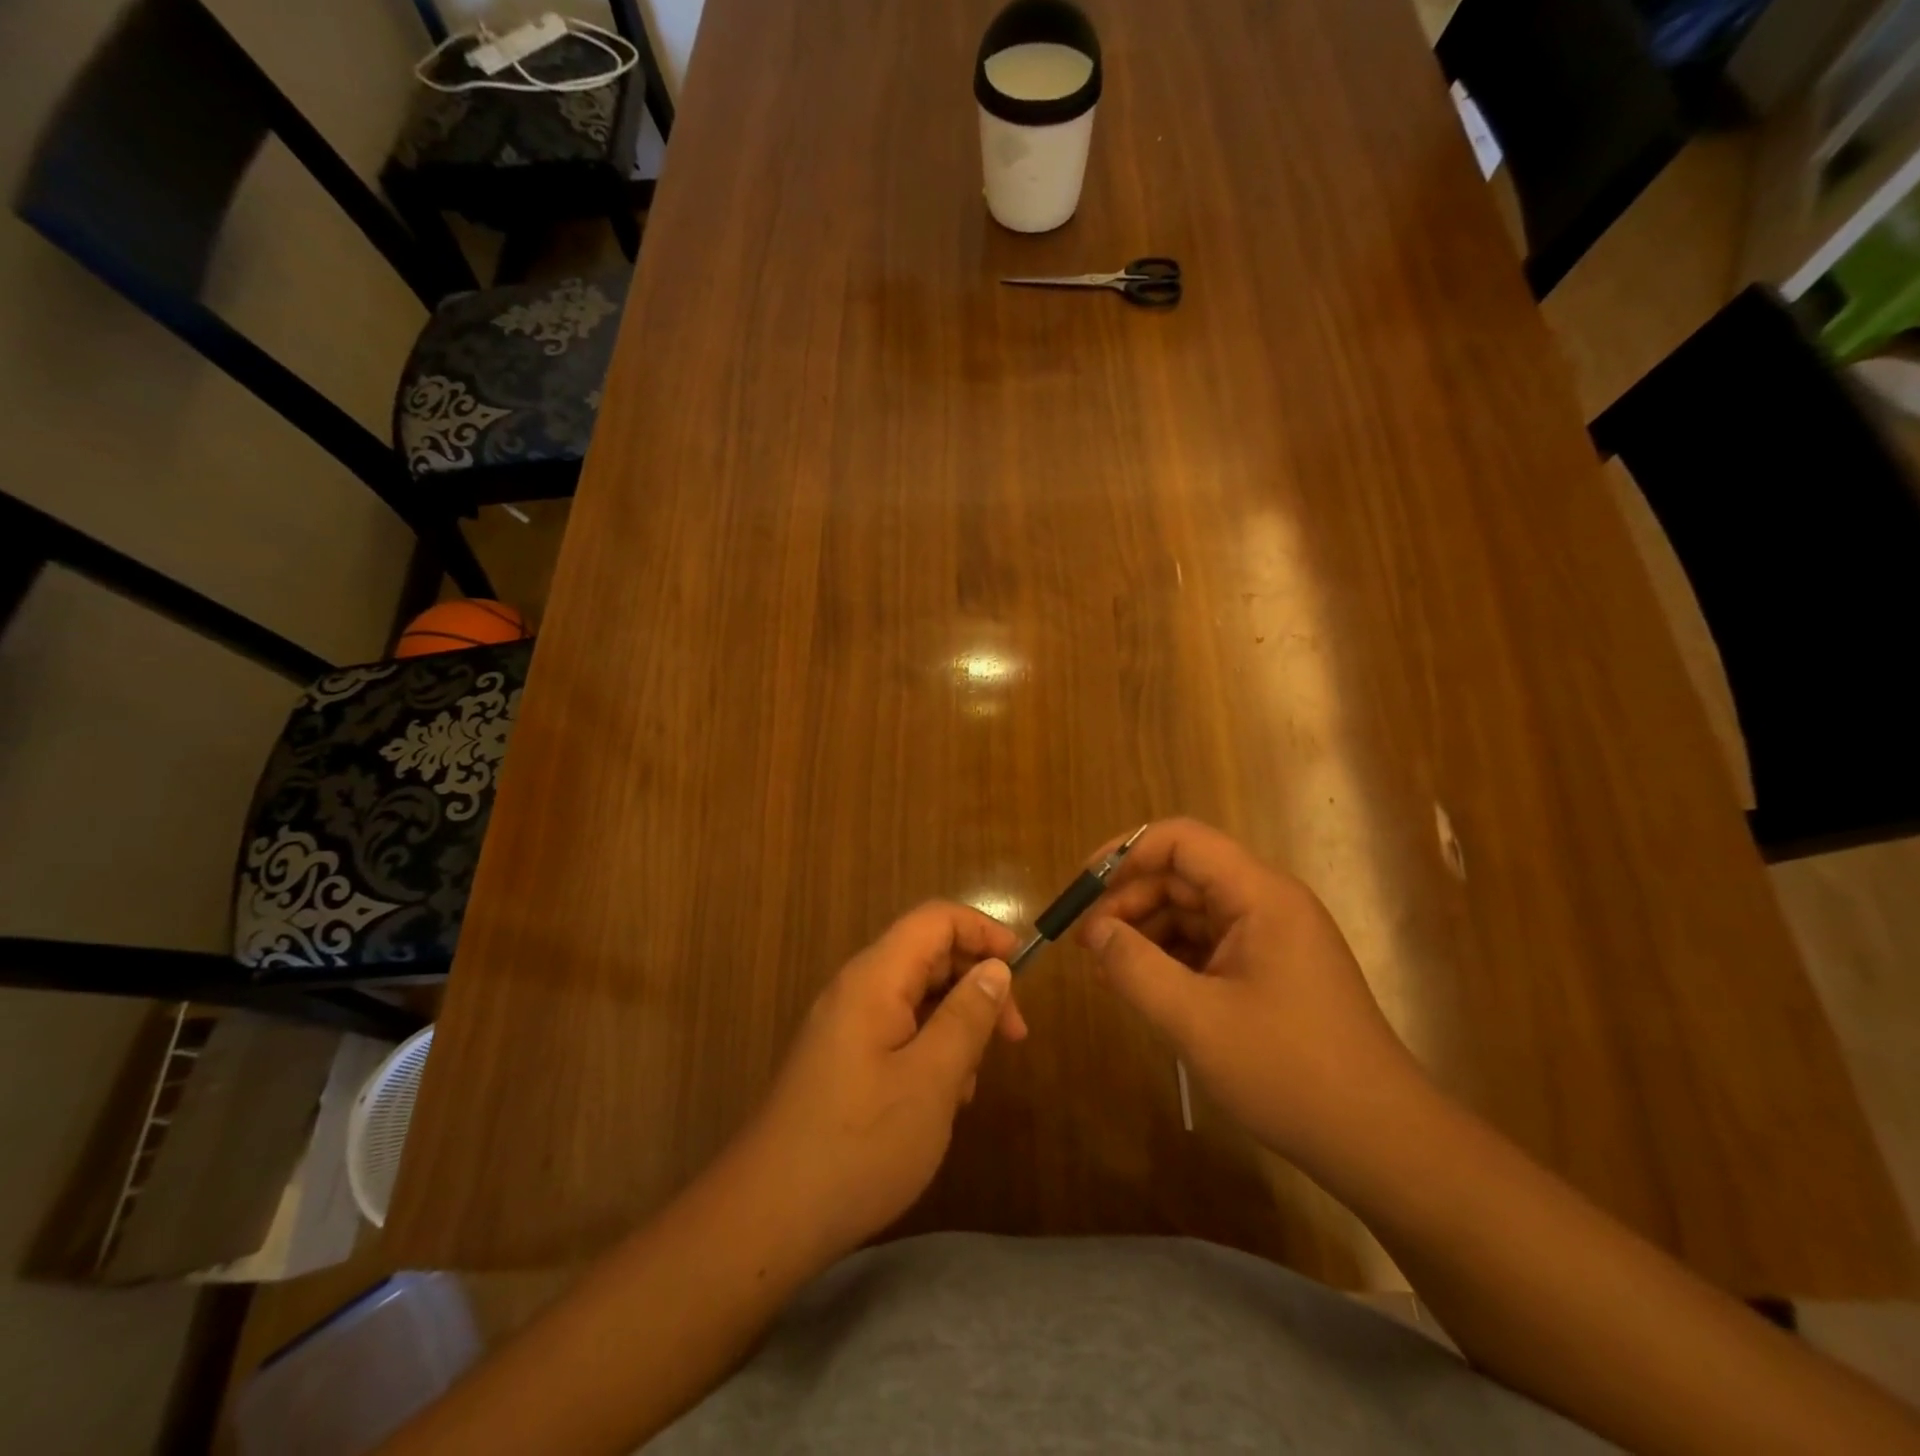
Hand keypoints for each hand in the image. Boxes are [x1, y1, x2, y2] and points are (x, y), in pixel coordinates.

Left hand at [735, 901, 1026, 1261]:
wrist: (767, 1217)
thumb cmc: (859, 1145)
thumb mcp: (932, 1080)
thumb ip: (967, 1016)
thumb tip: (996, 968)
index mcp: (875, 978)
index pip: (936, 919)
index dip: (984, 931)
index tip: (1023, 969)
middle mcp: (856, 989)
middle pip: (928, 955)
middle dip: (976, 984)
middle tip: (1013, 1036)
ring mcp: (845, 1024)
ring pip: (916, 997)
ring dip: (955, 1024)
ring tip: (971, 1083)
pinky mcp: (841, 1058)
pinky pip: (897, 1031)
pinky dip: (929, 1049)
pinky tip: (942, 1100)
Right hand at [1077, 819, 1427, 1167]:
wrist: (1380, 1142)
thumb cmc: (1289, 1072)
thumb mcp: (1196, 1020)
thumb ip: (1135, 968)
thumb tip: (1094, 931)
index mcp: (1260, 895)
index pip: (1183, 841)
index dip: (1126, 853)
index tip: (1083, 887)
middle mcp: (1268, 904)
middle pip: (1184, 877)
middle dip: (1128, 901)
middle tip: (1086, 942)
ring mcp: (1272, 938)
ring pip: (1192, 913)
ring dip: (1145, 932)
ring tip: (1105, 970)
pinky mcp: (1271, 971)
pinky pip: (1208, 946)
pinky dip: (1170, 959)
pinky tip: (1141, 987)